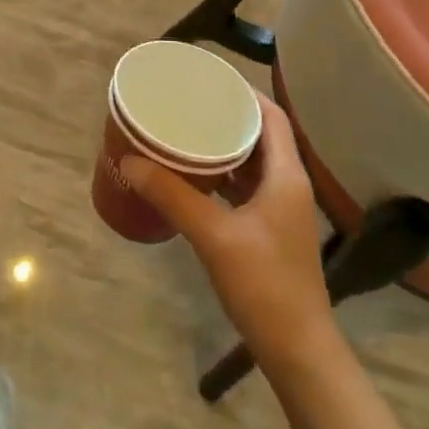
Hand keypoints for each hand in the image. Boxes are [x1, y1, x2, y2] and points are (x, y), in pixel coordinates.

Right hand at [120, 93, 333, 370]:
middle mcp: (288, 185)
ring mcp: (281, 210)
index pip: (271, 116)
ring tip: (185, 131)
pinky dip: (223, 175)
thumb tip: (130, 161)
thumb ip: (173, 196)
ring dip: (224, 146)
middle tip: (187, 103)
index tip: (208, 79)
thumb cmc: (264, 285)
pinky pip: (246, 187)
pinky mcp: (269, 231)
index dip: (243, 92)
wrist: (298, 349)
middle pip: (261, 135)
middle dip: (227, 116)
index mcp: (286, 176)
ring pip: (252, 163)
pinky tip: (194, 177)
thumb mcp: (214, 236)